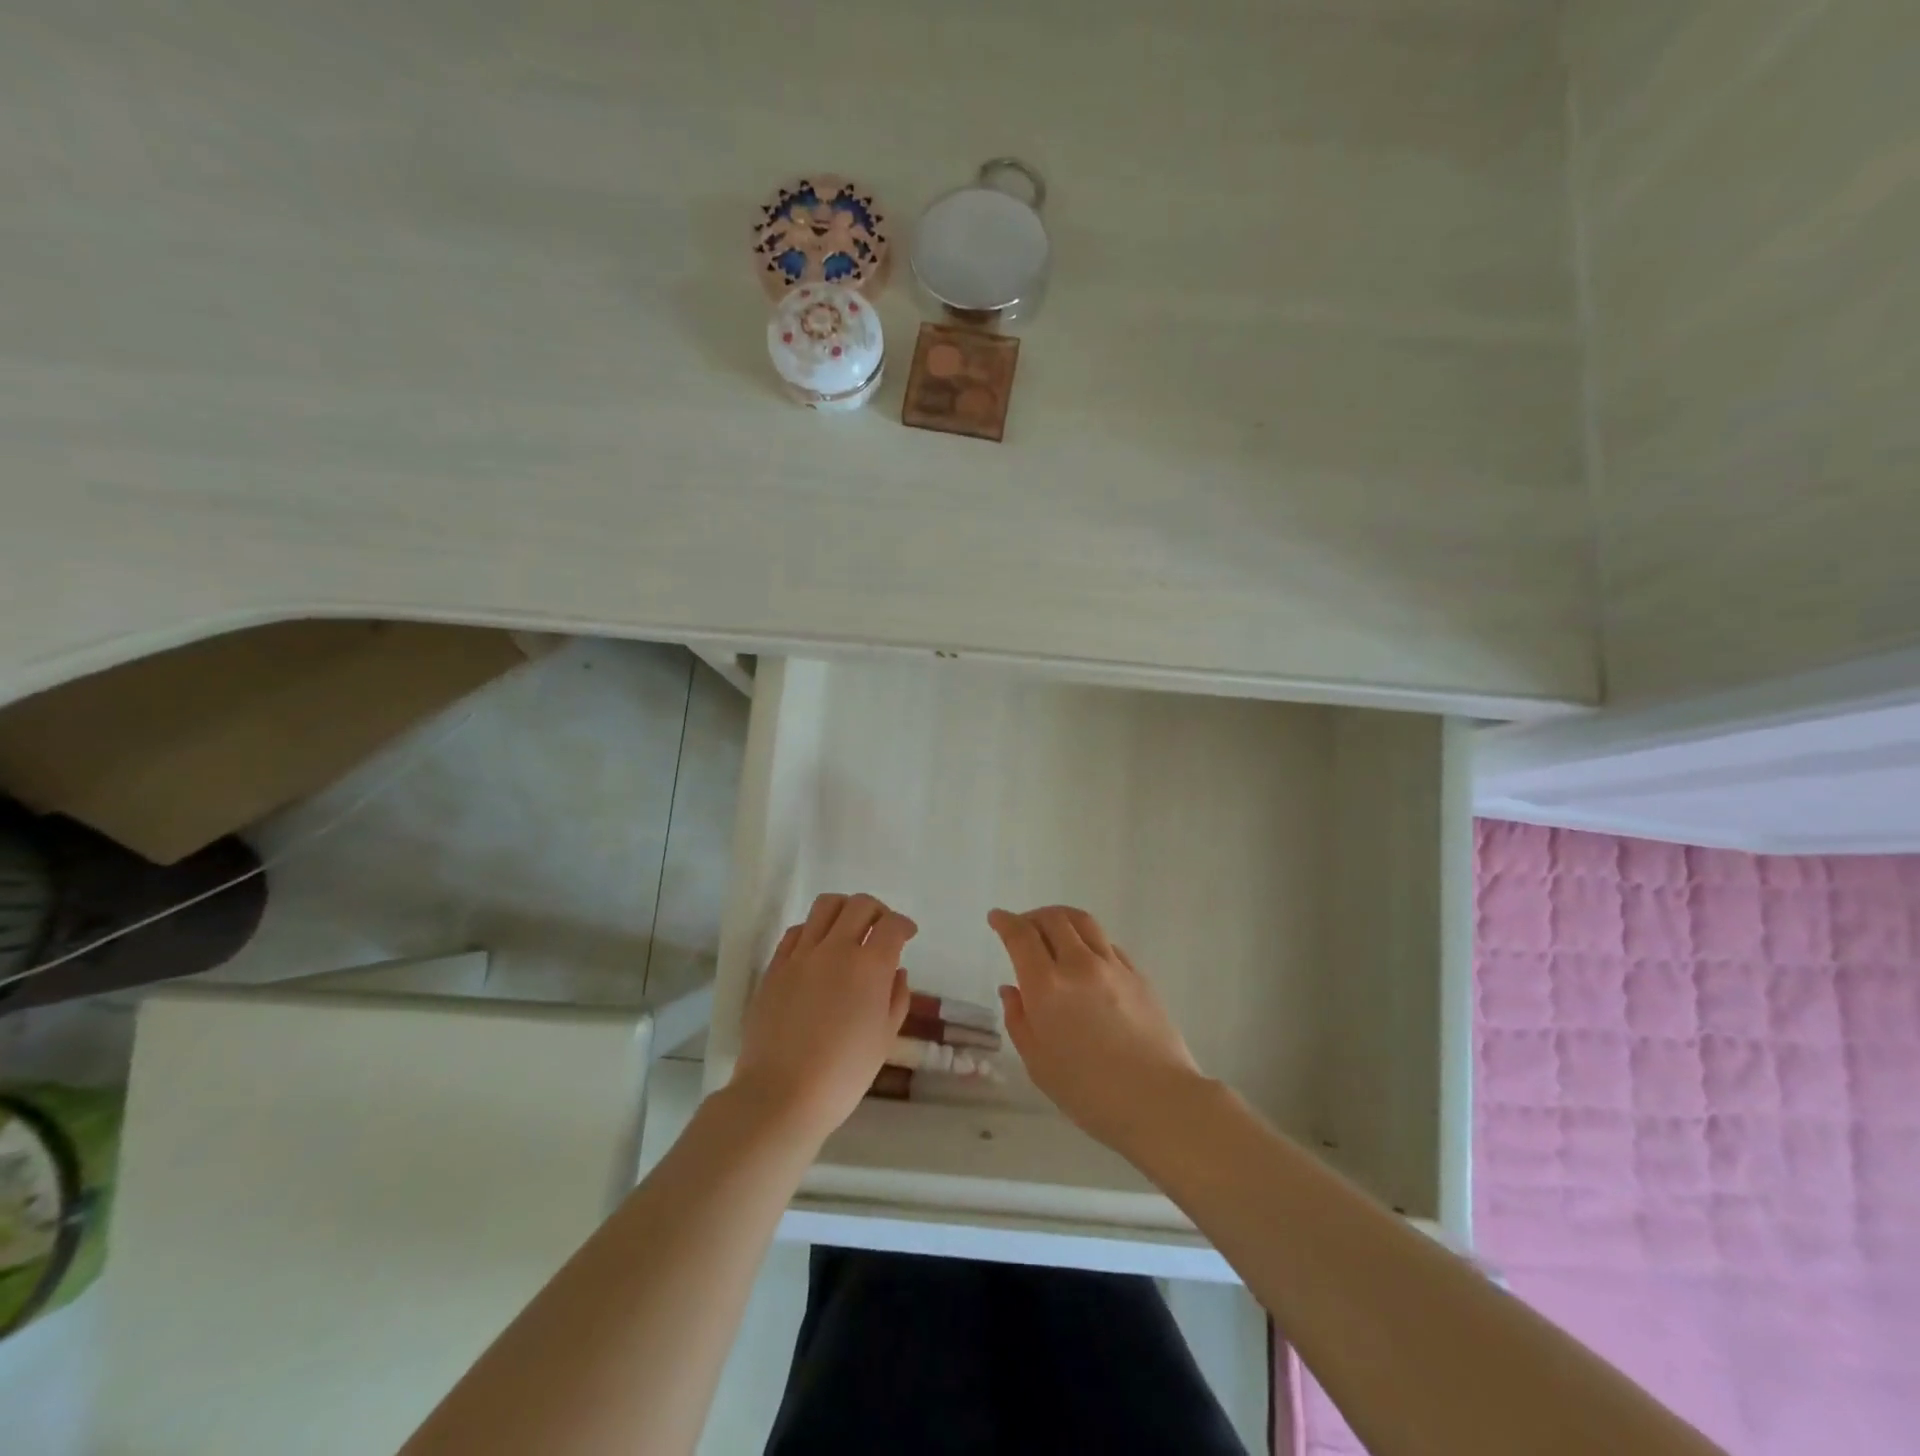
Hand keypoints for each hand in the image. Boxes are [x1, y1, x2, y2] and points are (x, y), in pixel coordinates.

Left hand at [734, 893, 914, 1142]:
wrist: (781, 1094)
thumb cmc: (843, 1073)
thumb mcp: (884, 1038)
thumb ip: (897, 997)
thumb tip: (896, 971)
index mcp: (869, 966)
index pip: (892, 925)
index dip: (904, 925)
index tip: (908, 934)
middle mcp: (836, 949)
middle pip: (860, 905)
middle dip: (878, 911)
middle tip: (882, 929)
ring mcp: (801, 954)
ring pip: (826, 906)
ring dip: (845, 909)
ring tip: (849, 929)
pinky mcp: (775, 966)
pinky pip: (797, 930)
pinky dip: (814, 929)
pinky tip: (818, 948)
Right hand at [989, 905, 1203, 1152]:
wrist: (1159, 1100)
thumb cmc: (1089, 1092)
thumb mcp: (1038, 1063)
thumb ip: (1019, 1020)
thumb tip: (1011, 990)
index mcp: (1047, 986)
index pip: (1021, 936)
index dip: (1005, 921)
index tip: (996, 918)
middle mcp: (1078, 964)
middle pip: (1052, 919)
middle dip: (1031, 917)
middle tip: (1022, 927)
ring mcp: (1112, 966)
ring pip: (1082, 921)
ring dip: (1061, 918)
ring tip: (1053, 928)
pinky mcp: (1138, 974)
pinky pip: (1106, 943)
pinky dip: (1088, 939)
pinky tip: (1086, 956)